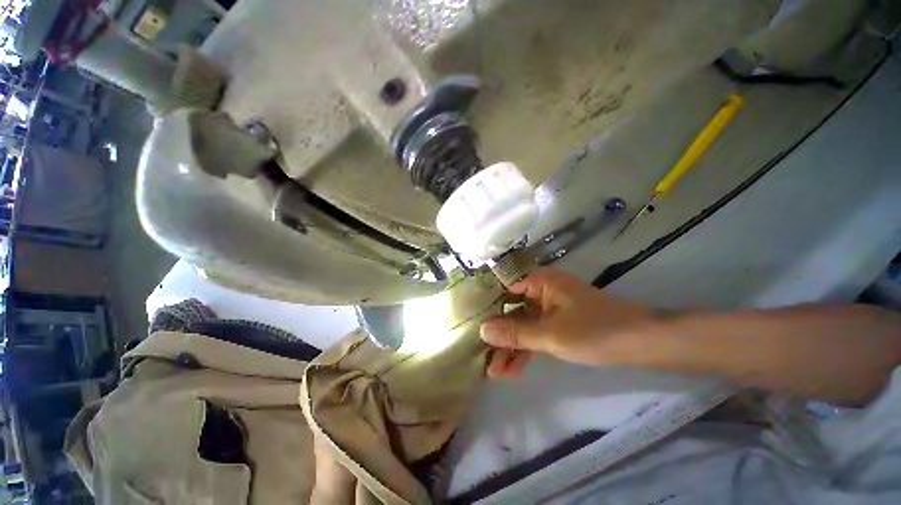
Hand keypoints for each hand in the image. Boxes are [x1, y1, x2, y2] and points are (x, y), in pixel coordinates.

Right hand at [481, 268, 656, 378]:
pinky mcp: (558, 322)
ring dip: (511, 347)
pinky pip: (536, 333)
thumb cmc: (595, 331)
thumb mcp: (550, 335)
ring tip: (495, 372)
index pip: (503, 287)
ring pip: (523, 325)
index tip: (469, 321)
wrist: (642, 343)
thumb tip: (482, 331)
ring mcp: (549, 307)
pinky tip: (514, 370)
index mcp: (540, 281)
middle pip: (511, 310)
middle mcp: (541, 290)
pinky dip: (526, 349)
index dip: (486, 304)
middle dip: (498, 335)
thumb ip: (515, 333)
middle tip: (482, 356)